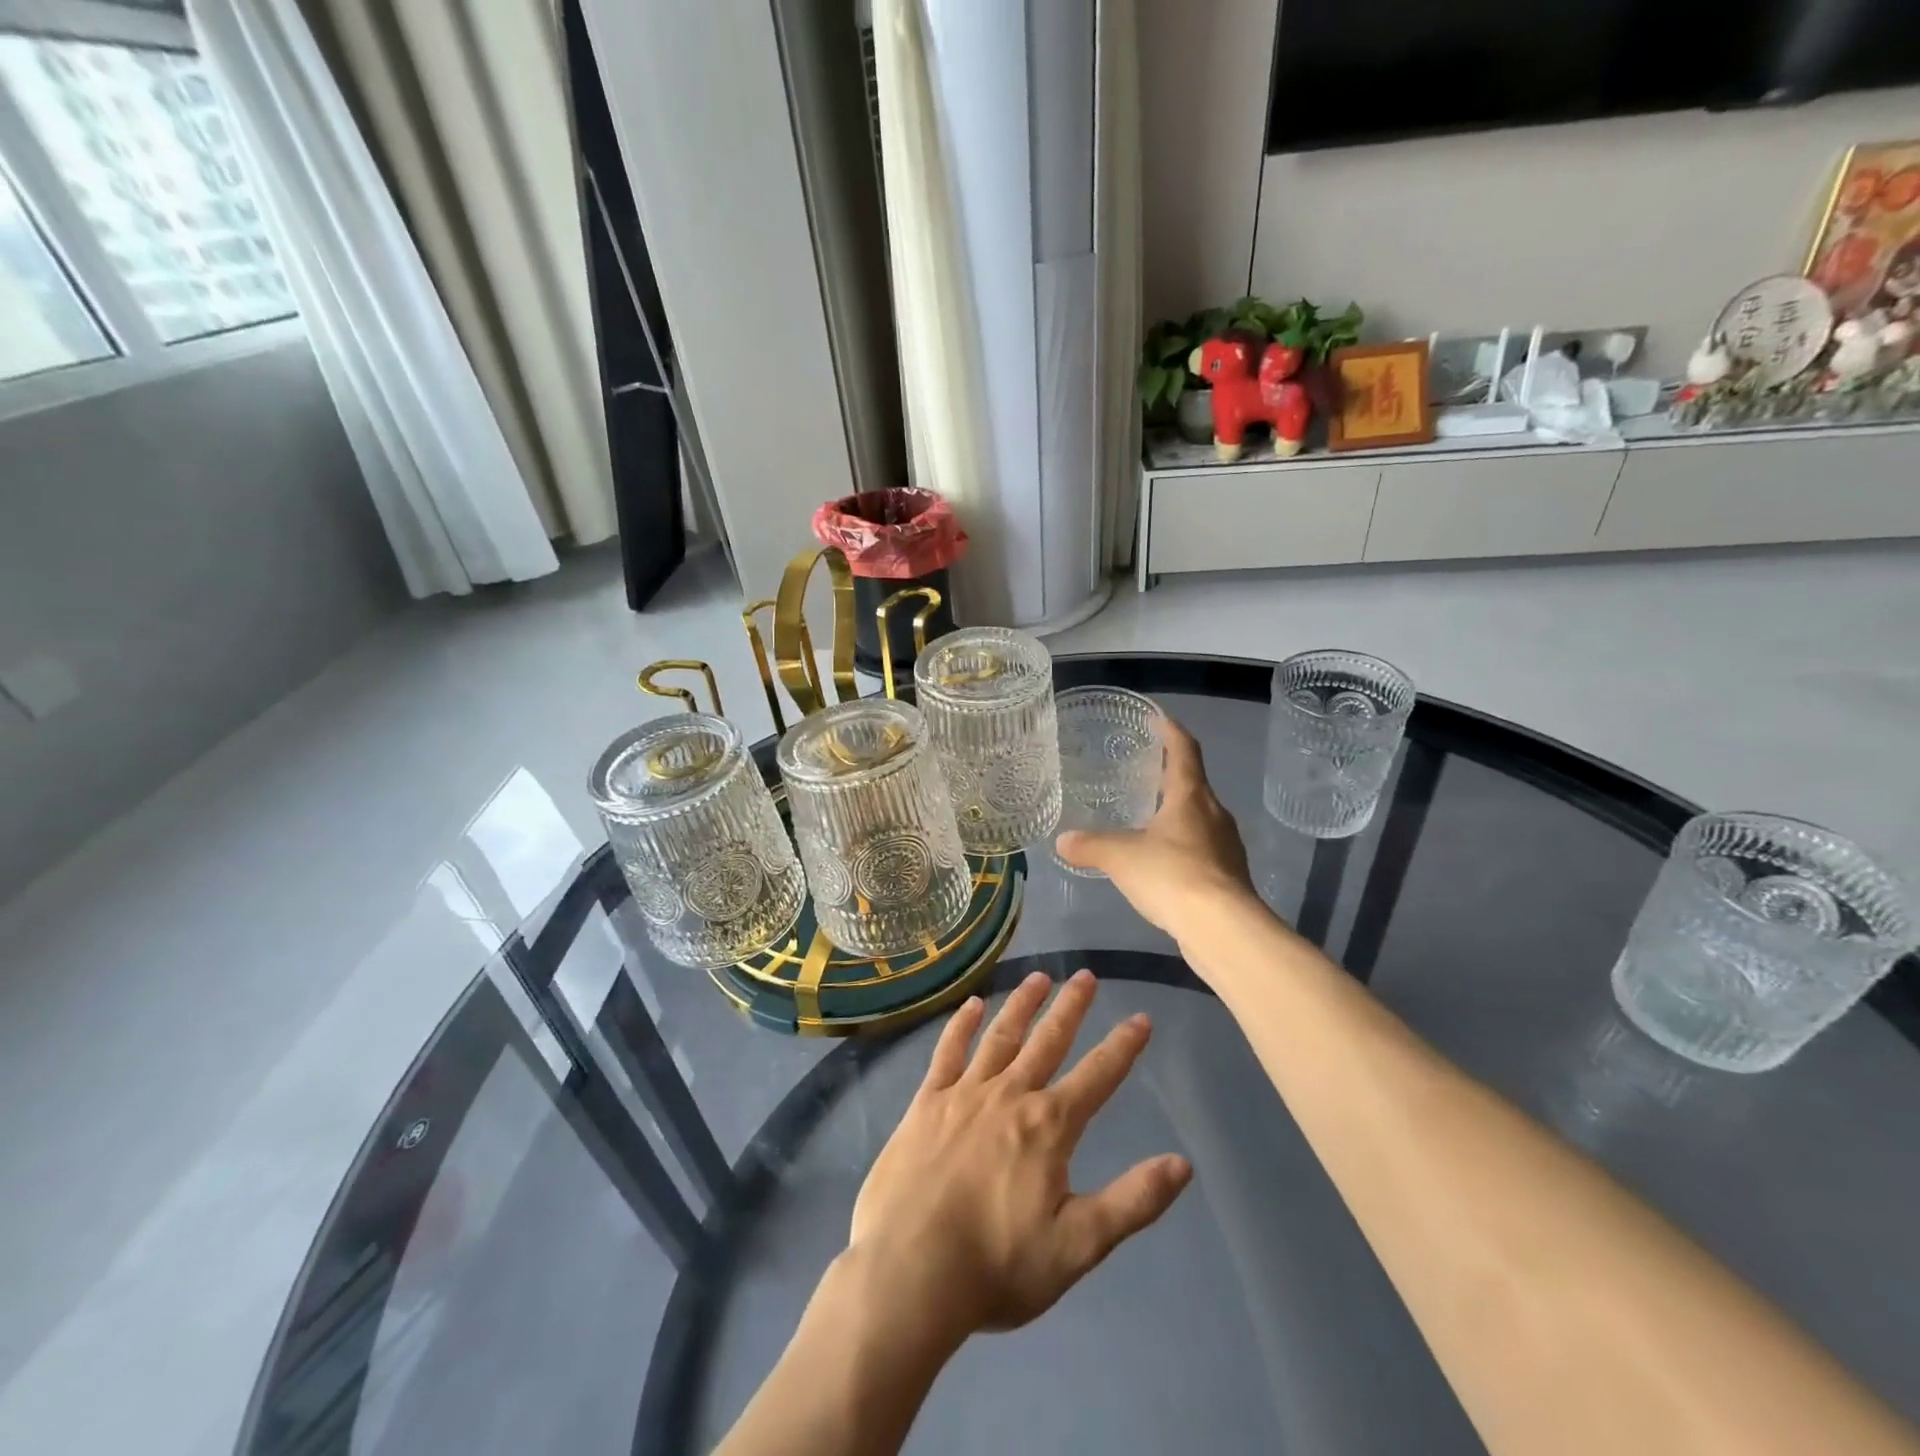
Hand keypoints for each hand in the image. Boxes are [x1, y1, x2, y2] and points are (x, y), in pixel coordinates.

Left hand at [847, 970, 1191, 1341]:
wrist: (910, 1270)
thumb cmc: (997, 1265)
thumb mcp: (1078, 1246)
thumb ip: (1132, 1202)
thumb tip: (1182, 1163)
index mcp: (1049, 1126)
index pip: (1097, 1076)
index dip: (1123, 1047)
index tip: (1141, 1018)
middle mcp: (1010, 1095)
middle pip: (1048, 1041)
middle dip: (1071, 1007)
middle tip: (1086, 975)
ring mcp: (964, 1093)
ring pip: (1001, 1036)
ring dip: (1022, 1004)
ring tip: (1039, 977)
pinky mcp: (926, 1101)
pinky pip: (947, 1052)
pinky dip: (961, 1025)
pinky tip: (972, 1005)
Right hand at [1055, 717, 1257, 939]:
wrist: (1222, 928)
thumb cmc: (1172, 875)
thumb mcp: (1120, 857)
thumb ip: (1091, 846)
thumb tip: (1063, 842)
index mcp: (1191, 797)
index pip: (1184, 751)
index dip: (1171, 732)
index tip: (1158, 719)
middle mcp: (1214, 814)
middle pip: (1194, 785)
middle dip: (1171, 776)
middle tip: (1146, 772)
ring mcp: (1226, 847)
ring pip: (1200, 820)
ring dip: (1178, 814)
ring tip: (1151, 819)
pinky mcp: (1229, 877)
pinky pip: (1203, 851)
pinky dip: (1183, 848)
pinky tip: (1164, 864)